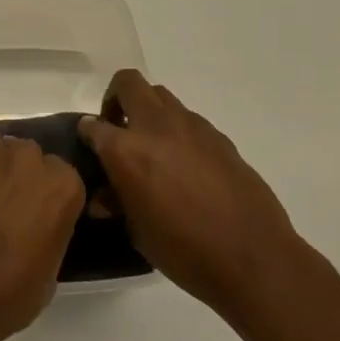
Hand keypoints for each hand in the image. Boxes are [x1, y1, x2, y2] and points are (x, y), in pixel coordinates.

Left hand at [0, 129, 85, 340]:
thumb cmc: (8, 293)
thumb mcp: (48, 272)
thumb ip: (46, 234)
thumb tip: (33, 230)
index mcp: (61, 185)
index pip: (60, 175)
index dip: (45, 193)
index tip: (35, 212)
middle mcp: (26, 159)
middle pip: (25, 154)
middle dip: (17, 173)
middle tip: (4, 205)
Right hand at [79, 69, 302, 317]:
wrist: (252, 257)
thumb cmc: (184, 251)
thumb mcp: (137, 231)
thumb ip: (117, 203)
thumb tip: (103, 197)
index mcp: (127, 150)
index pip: (94, 126)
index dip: (87, 133)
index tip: (89, 145)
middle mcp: (156, 126)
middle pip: (129, 83)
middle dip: (116, 98)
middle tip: (118, 128)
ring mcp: (191, 127)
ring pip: (161, 96)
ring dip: (149, 112)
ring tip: (152, 147)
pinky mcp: (219, 136)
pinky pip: (188, 120)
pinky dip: (177, 131)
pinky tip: (184, 165)